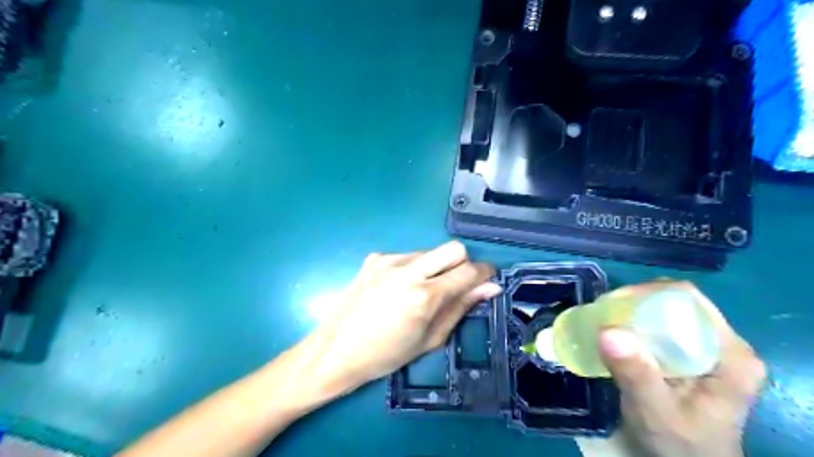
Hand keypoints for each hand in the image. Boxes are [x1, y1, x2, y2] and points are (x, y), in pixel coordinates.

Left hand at [307, 242, 503, 391]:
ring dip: (436, 267)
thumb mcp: (430, 339)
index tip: (486, 281)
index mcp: (424, 296)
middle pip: (453, 248)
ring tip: (421, 291)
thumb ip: (461, 307)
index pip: (468, 270)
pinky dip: (414, 268)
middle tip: (455, 286)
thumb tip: (489, 287)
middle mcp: (407, 270)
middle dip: (463, 264)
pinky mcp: (375, 257)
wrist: (336, 349)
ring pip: (430, 252)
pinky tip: (400, 288)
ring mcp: (388, 259)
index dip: (484, 273)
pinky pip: (408, 255)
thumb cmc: (386, 355)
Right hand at [578, 283, 762, 456]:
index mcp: (731, 355)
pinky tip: (616, 336)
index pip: (688, 301)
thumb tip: (607, 331)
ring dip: (632, 314)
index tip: (613, 305)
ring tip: (604, 323)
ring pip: (665, 312)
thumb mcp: (656, 413)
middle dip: (635, 303)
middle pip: (675, 303)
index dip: (648, 294)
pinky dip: (635, 326)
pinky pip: (660, 327)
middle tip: (603, 315)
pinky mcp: (690, 355)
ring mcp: (708, 348)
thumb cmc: (680, 444)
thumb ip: (636, 375)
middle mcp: (723, 344)